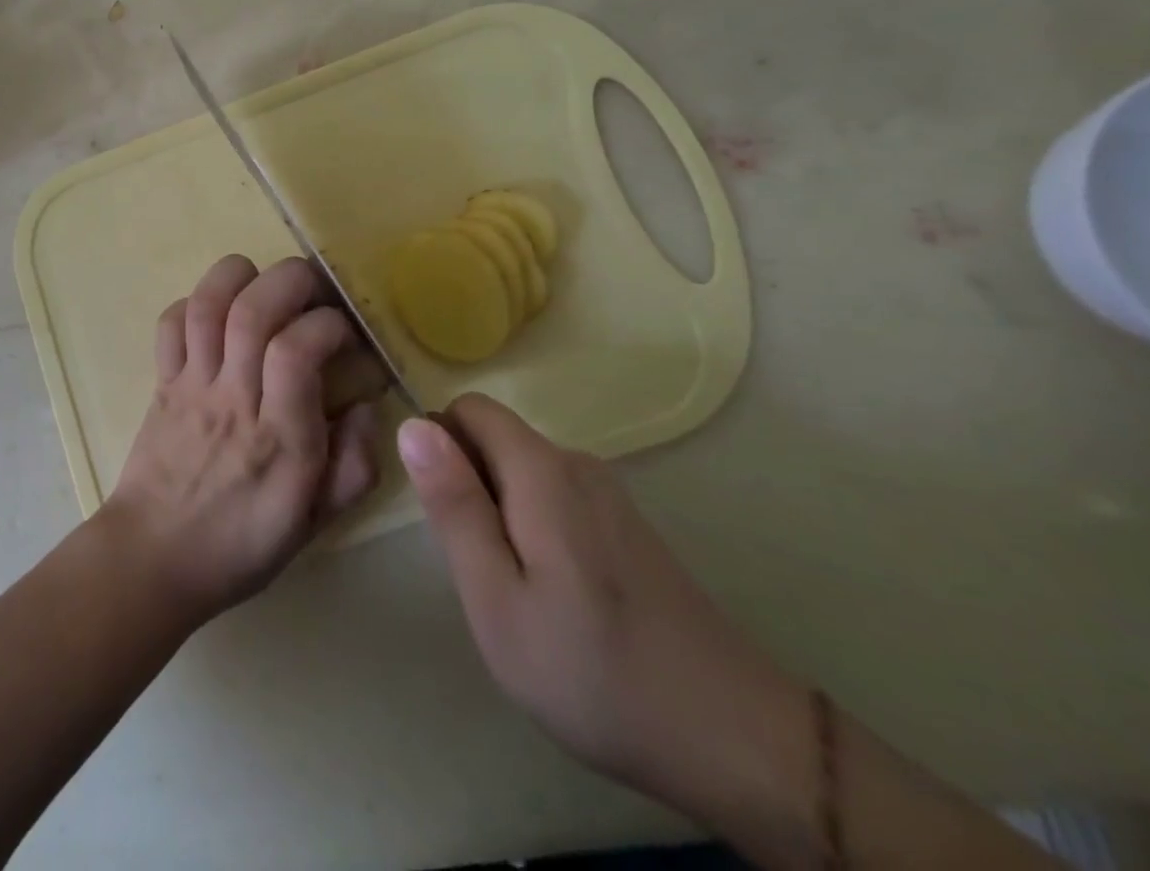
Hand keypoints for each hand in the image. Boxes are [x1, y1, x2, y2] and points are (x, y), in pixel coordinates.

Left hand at [100, 255, 380, 627]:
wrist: (154, 558)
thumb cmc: (242, 542)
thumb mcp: (316, 520)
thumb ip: (354, 464)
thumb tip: (365, 404)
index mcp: (278, 439)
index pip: (296, 352)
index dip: (327, 324)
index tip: (344, 332)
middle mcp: (232, 400)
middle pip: (252, 312)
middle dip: (290, 280)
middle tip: (314, 286)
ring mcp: (191, 386)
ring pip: (206, 306)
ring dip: (238, 276)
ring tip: (265, 280)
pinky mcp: (162, 381)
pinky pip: (170, 324)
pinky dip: (193, 301)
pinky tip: (218, 312)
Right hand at [397, 395, 804, 818]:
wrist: (735, 741)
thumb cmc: (593, 671)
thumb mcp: (495, 597)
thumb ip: (453, 505)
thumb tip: (413, 425)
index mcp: (540, 468)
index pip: (468, 408)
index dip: (440, 446)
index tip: (443, 515)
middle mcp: (576, 463)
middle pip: (495, 439)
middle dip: (469, 486)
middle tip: (477, 568)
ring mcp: (608, 494)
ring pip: (523, 472)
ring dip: (499, 512)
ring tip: (514, 591)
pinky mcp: (628, 526)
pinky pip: (555, 498)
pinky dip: (534, 529)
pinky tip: (556, 598)